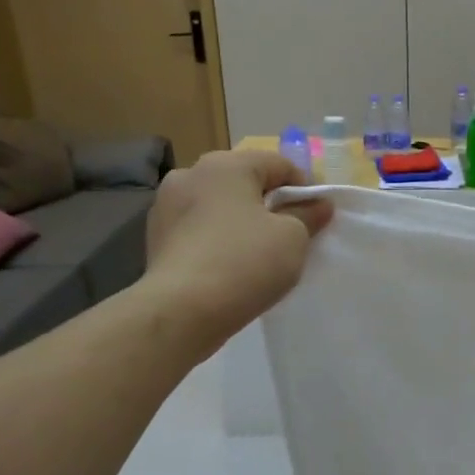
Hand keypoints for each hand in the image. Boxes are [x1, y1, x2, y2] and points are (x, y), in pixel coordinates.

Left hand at [143, 150, 331, 345]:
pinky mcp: (155, 235)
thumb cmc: (245, 263)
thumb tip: (319, 204)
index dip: (304, 188)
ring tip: (257, 252)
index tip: (316, 217)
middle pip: (244, 181)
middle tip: (289, 234)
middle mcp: (191, 173)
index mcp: (226, 164)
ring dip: (240, 220)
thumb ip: (308, 215)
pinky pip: (198, 228)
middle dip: (269, 203)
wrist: (182, 311)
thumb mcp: (293, 238)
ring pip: (218, 205)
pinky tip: (228, 265)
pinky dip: (217, 238)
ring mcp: (166, 204)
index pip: (278, 164)